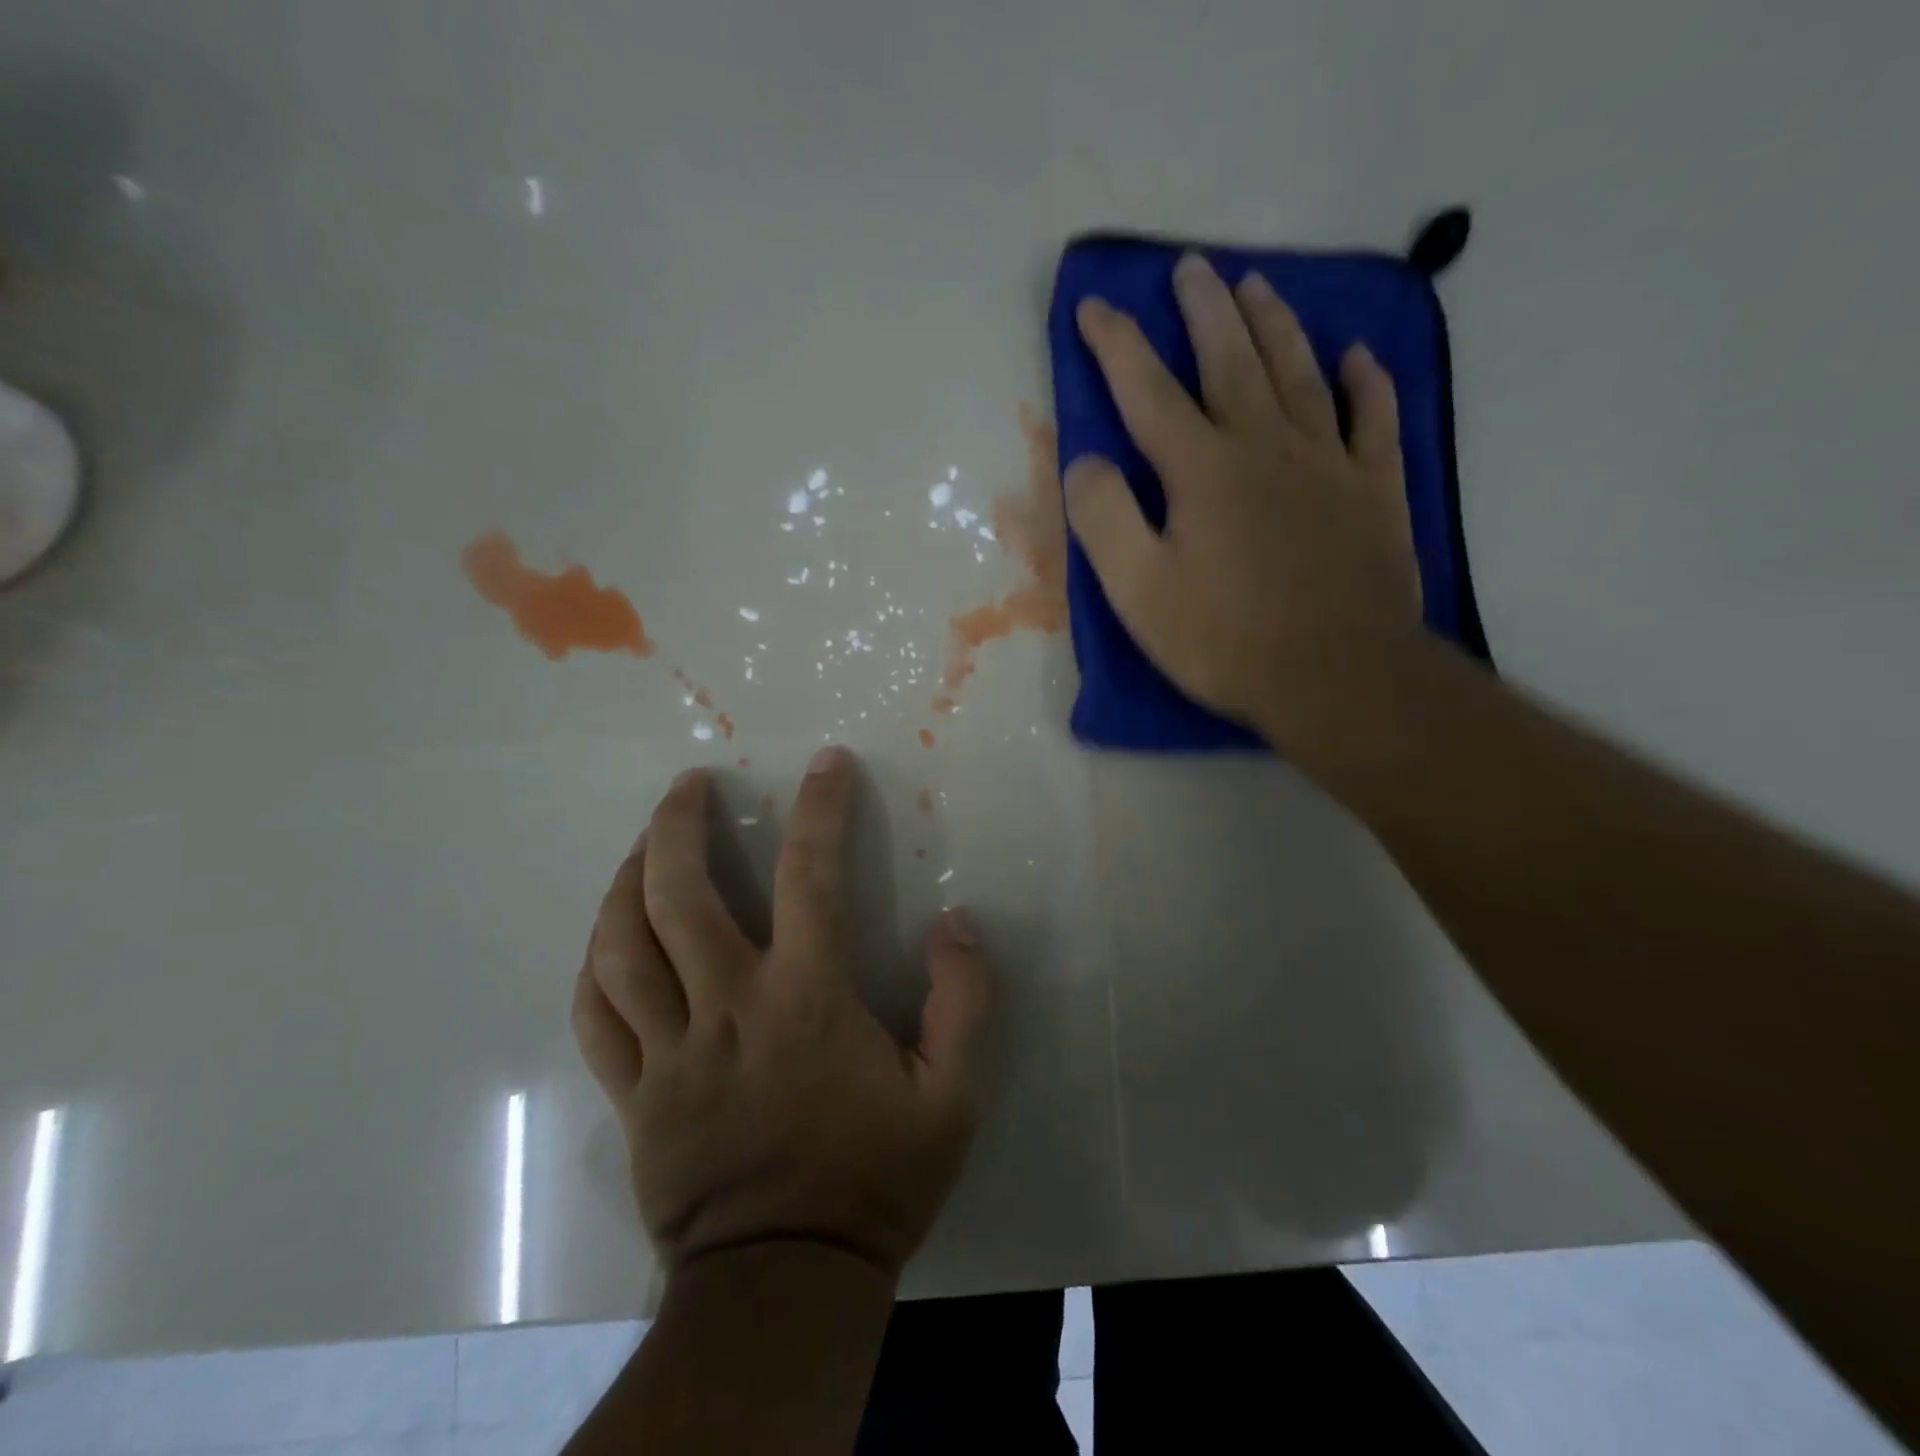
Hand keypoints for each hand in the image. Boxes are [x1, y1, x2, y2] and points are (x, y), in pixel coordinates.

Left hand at [570, 746, 992, 1278]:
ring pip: (620, 946)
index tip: (827, 763)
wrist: (787, 1284)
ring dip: (626, 881)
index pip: (813, 876)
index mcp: (805, 999)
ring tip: (642, 845)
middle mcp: (727, 1007)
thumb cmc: (873, 1180)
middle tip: (690, 784)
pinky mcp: (634, 1094)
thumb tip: (957, 923)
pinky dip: (595, 965)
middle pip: (678, 895)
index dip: (822, 809)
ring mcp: (668, 1051)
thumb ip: (965, 1002)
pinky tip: (607, 938)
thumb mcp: (953, 1096)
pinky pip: (595, 1017)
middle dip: (678, 824)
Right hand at [1065, 252, 1424, 759]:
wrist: (1337, 676)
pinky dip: (1366, 382)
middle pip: (1230, 361)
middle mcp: (1265, 446)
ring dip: (1274, 325)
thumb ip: (1104, 518)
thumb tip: (1086, 461)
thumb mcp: (1138, 591)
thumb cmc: (1225, 639)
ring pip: (1299, 373)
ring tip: (1255, 285)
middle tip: (1190, 268)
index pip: (1148, 391)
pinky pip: (1373, 419)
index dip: (1116, 346)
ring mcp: (1328, 463)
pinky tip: (1357, 356)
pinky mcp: (1375, 490)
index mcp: (1202, 469)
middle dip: (1203, 311)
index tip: (1094, 306)